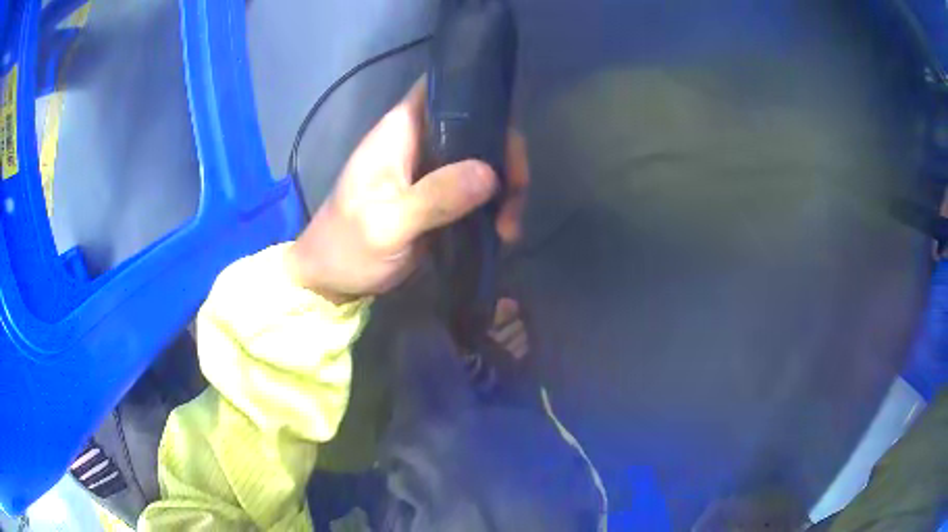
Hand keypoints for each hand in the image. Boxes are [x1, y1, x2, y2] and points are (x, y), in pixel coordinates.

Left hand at [289, 78, 528, 303]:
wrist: (332, 280)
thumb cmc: (347, 247)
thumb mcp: (386, 225)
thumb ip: (434, 197)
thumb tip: (490, 174)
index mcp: (399, 131)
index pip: (441, 87)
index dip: (478, 90)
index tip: (510, 121)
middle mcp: (419, 142)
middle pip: (475, 124)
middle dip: (504, 154)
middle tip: (517, 194)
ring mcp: (431, 169)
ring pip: (482, 157)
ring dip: (505, 186)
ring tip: (509, 227)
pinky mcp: (439, 196)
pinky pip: (478, 187)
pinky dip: (495, 204)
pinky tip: (503, 231)